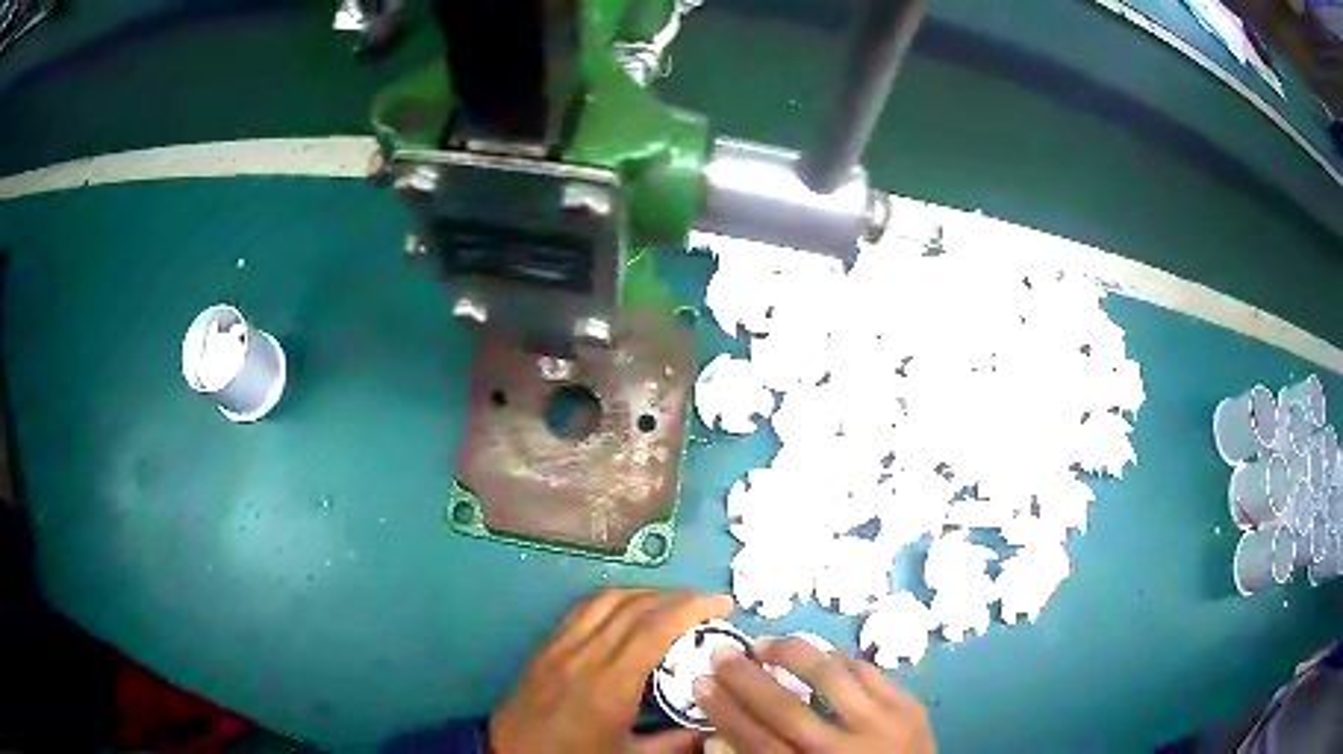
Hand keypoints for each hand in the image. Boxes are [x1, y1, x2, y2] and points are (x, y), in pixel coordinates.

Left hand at [490, 588, 734, 753]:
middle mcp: (585, 654)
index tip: (722, 603)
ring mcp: (561, 644)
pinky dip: (614, 598)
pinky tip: (628, 609)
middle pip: (635, 606)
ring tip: (673, 602)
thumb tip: (713, 726)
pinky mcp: (546, 644)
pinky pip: (583, 607)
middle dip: (677, 595)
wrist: (510, 752)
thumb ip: (674, 743)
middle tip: (707, 603)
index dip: (692, 607)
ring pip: (607, 599)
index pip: (655, 628)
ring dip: (646, 592)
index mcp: (610, 683)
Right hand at [694, 636, 934, 752]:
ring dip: (793, 654)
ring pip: (831, 678)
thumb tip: (715, 737)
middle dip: (747, 679)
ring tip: (765, 642)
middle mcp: (845, 751)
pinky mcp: (910, 707)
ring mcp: (883, 726)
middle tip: (721, 652)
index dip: (724, 711)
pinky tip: (818, 653)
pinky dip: (839, 659)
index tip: (700, 682)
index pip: (756, 743)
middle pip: (787, 710)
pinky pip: (868, 672)